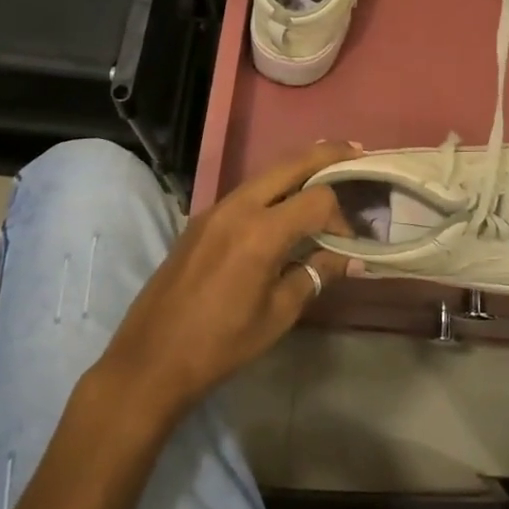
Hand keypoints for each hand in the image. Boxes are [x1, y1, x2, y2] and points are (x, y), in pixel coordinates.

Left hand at [98, 144, 357, 421]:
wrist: (151, 359)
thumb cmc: (221, 344)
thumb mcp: (278, 314)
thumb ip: (315, 275)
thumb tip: (350, 259)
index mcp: (261, 232)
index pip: (317, 199)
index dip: (341, 215)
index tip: (349, 242)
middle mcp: (238, 207)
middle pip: (290, 164)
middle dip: (325, 154)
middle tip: (356, 150)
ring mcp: (215, 209)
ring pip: (266, 173)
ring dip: (297, 167)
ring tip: (327, 168)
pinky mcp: (202, 219)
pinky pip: (246, 190)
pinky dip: (273, 186)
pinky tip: (286, 201)